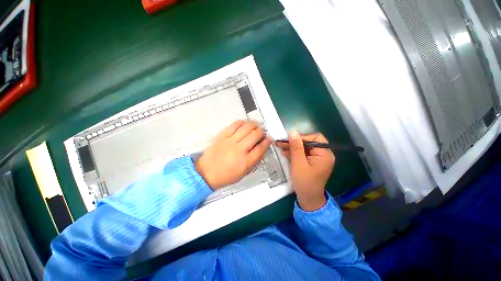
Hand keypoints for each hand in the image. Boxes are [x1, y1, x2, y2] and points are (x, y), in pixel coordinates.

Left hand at [195, 120, 271, 189]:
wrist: (206, 173)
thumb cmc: (226, 175)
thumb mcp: (244, 172)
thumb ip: (254, 160)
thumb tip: (262, 147)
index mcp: (246, 162)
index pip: (261, 148)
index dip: (267, 141)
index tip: (269, 138)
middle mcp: (239, 149)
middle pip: (255, 135)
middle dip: (261, 132)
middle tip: (261, 133)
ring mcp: (230, 141)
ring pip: (247, 127)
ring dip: (254, 125)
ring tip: (255, 127)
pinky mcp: (222, 136)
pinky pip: (235, 124)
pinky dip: (242, 123)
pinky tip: (244, 125)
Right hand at [275, 131, 334, 210]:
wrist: (308, 198)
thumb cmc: (304, 182)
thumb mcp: (298, 163)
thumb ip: (296, 147)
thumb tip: (293, 132)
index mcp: (325, 154)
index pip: (315, 138)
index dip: (301, 137)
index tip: (288, 140)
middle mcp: (324, 154)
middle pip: (309, 142)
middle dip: (295, 143)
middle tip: (281, 143)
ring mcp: (318, 158)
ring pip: (305, 147)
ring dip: (293, 147)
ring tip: (281, 147)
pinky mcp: (313, 162)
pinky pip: (304, 154)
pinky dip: (295, 153)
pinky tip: (286, 153)